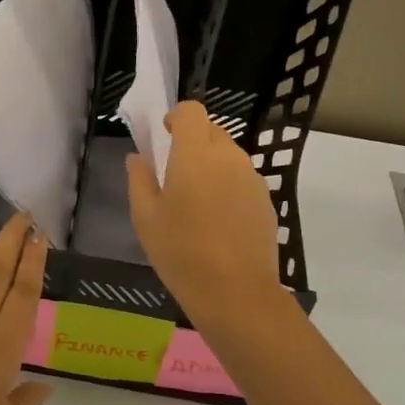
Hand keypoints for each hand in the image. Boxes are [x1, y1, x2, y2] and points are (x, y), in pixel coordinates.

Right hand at [127, 102, 284, 330]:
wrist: (237, 293)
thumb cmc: (181, 252)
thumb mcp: (146, 218)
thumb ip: (140, 180)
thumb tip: (138, 158)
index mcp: (195, 154)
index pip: (192, 111)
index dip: (177, 117)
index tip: (164, 136)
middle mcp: (228, 156)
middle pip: (212, 130)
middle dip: (193, 141)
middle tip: (175, 172)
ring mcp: (252, 178)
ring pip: (229, 155)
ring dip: (211, 164)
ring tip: (196, 201)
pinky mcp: (266, 199)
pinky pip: (242, 178)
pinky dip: (228, 185)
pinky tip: (218, 220)